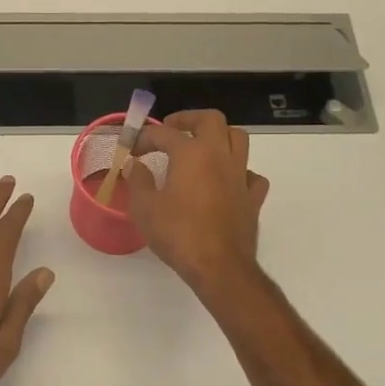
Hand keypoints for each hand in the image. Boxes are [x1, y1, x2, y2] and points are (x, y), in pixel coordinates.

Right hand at [124, 110, 269, 298]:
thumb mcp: (145, 208)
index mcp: (191, 153)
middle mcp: (219, 156)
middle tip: (171, 130)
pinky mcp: (253, 197)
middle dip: (189, 119)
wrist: (218, 266)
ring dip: (219, 137)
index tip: (132, 148)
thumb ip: (139, 181)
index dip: (144, 137)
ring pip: (238, 139)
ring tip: (202, 147)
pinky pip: (251, 174)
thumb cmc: (177, 234)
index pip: (164, 134)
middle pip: (211, 120)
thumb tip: (134, 165)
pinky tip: (227, 181)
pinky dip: (239, 171)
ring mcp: (240, 175)